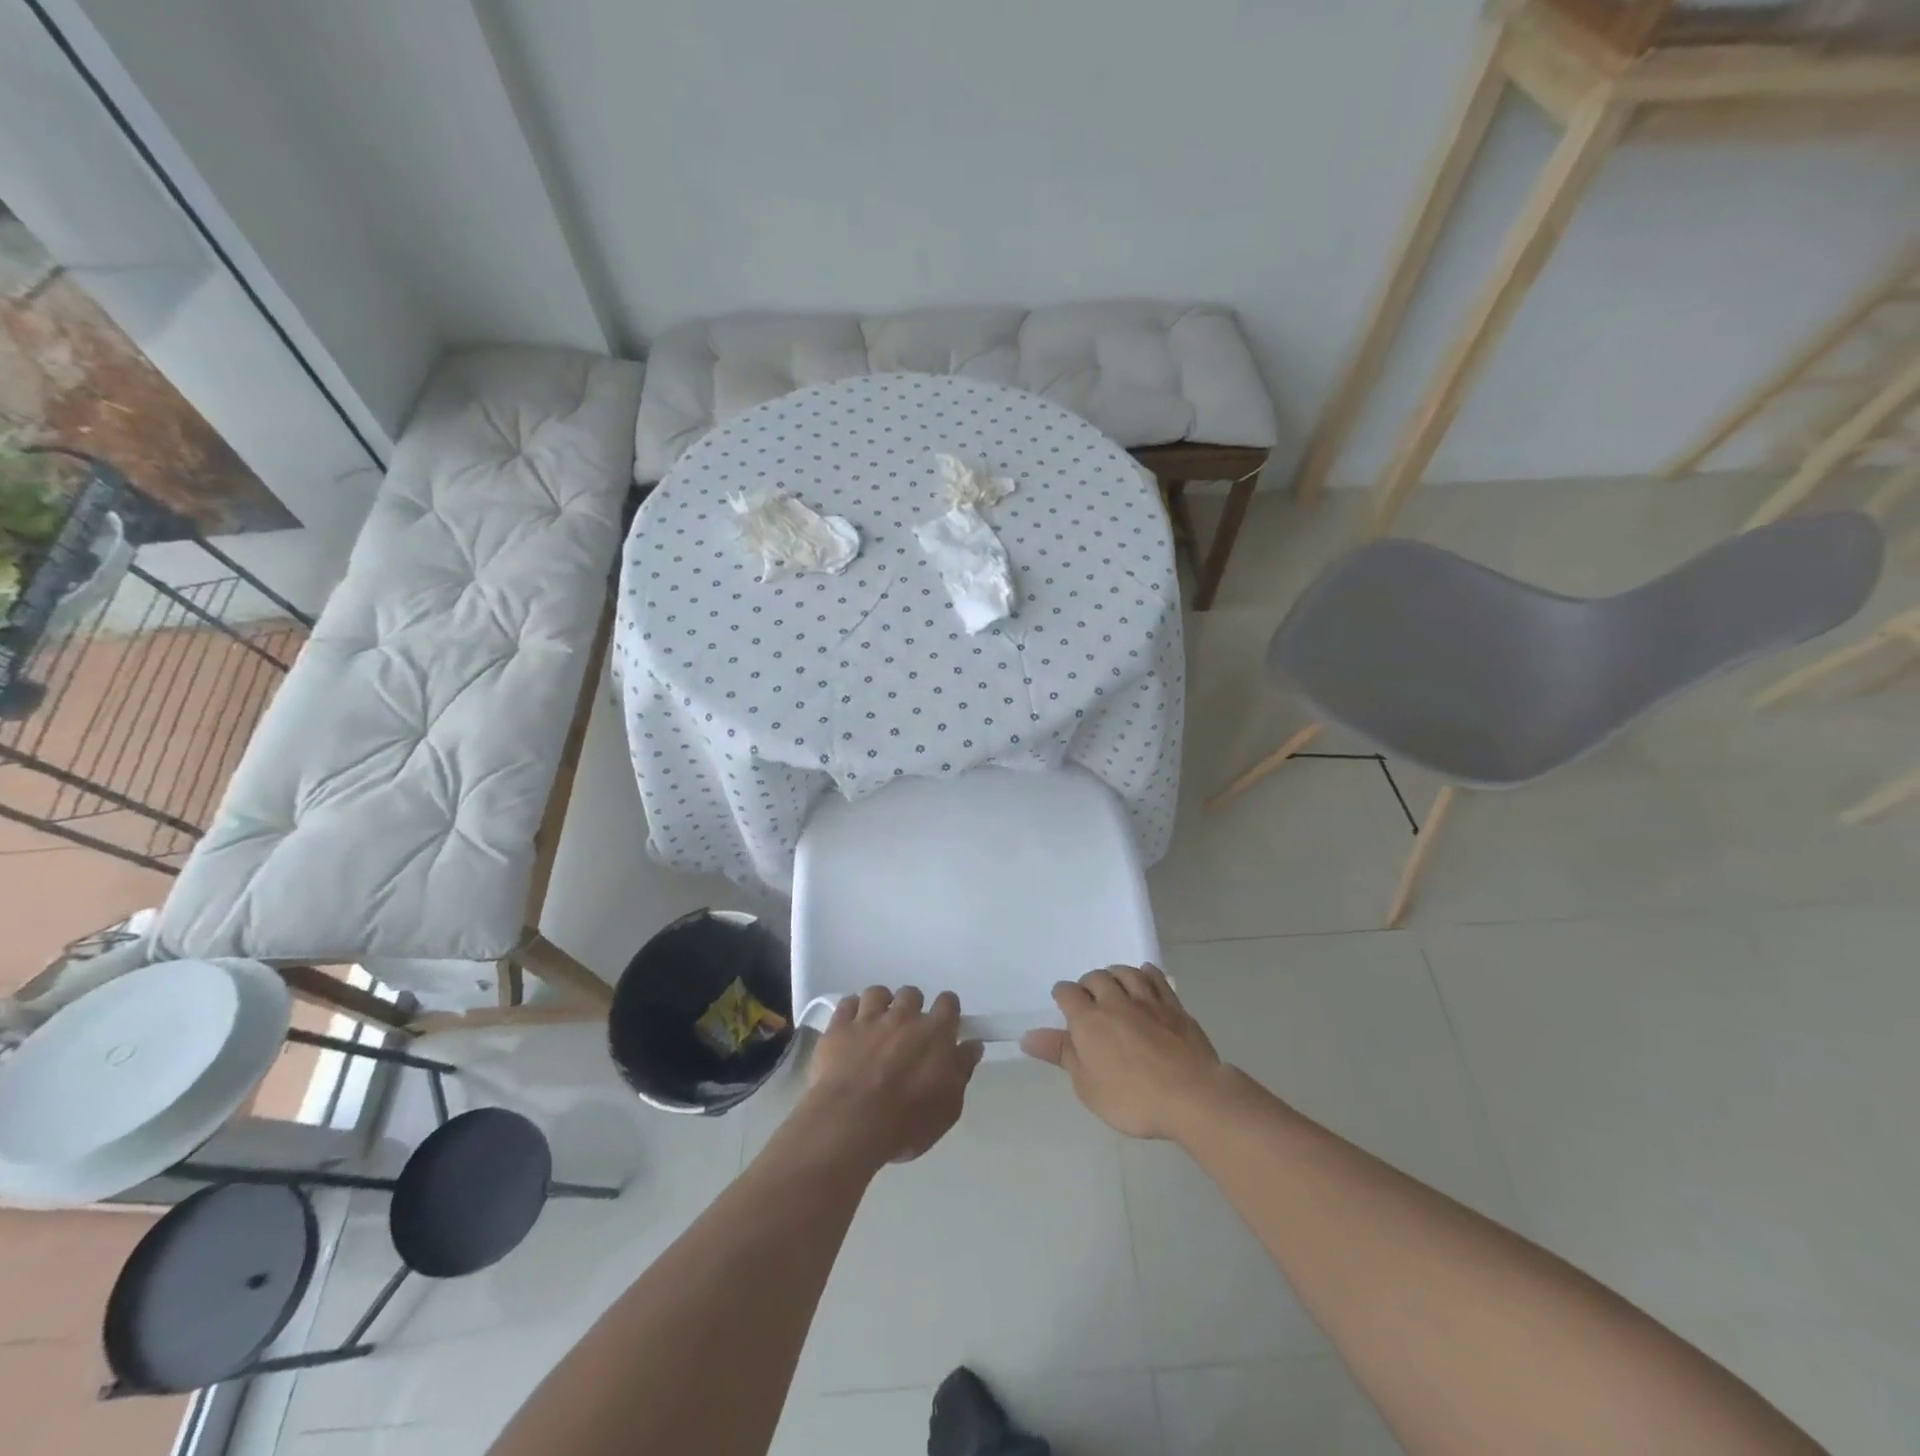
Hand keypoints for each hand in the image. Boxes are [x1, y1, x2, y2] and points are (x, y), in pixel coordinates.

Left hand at [798, 986, 983, 1168]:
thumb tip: (973, 1045)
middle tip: (907, 1033)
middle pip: (911, 994)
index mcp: (935, 1033)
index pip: (948, 1003)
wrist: (850, 1124)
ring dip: (881, 1004)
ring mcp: (869, 1018)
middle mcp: (903, 1016)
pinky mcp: (839, 1027)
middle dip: (911, 1008)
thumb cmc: (906, 1122)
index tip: (944, 1026)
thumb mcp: (948, 1107)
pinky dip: (851, 1010)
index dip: (947, 1011)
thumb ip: (962, 1070)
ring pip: (878, 993)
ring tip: (877, 1025)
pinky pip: (847, 1003)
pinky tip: (851, 1026)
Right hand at [1021, 966, 1224, 1140]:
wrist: (1192, 1096)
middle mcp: (1115, 1001)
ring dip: (1115, 974)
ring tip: (1113, 985)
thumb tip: (1028, 1036)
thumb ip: (1061, 1055)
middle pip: (1096, 977)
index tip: (1063, 1007)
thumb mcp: (1087, 1086)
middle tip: (1089, 1000)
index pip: (1067, 993)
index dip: (1062, 996)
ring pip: (1125, 972)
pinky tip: (1144, 977)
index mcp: (1088, 1020)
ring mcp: (1147, 1001)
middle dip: (1088, 984)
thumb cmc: (1132, 1098)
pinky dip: (1146, 973)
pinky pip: (1156, 979)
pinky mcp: (1174, 1007)